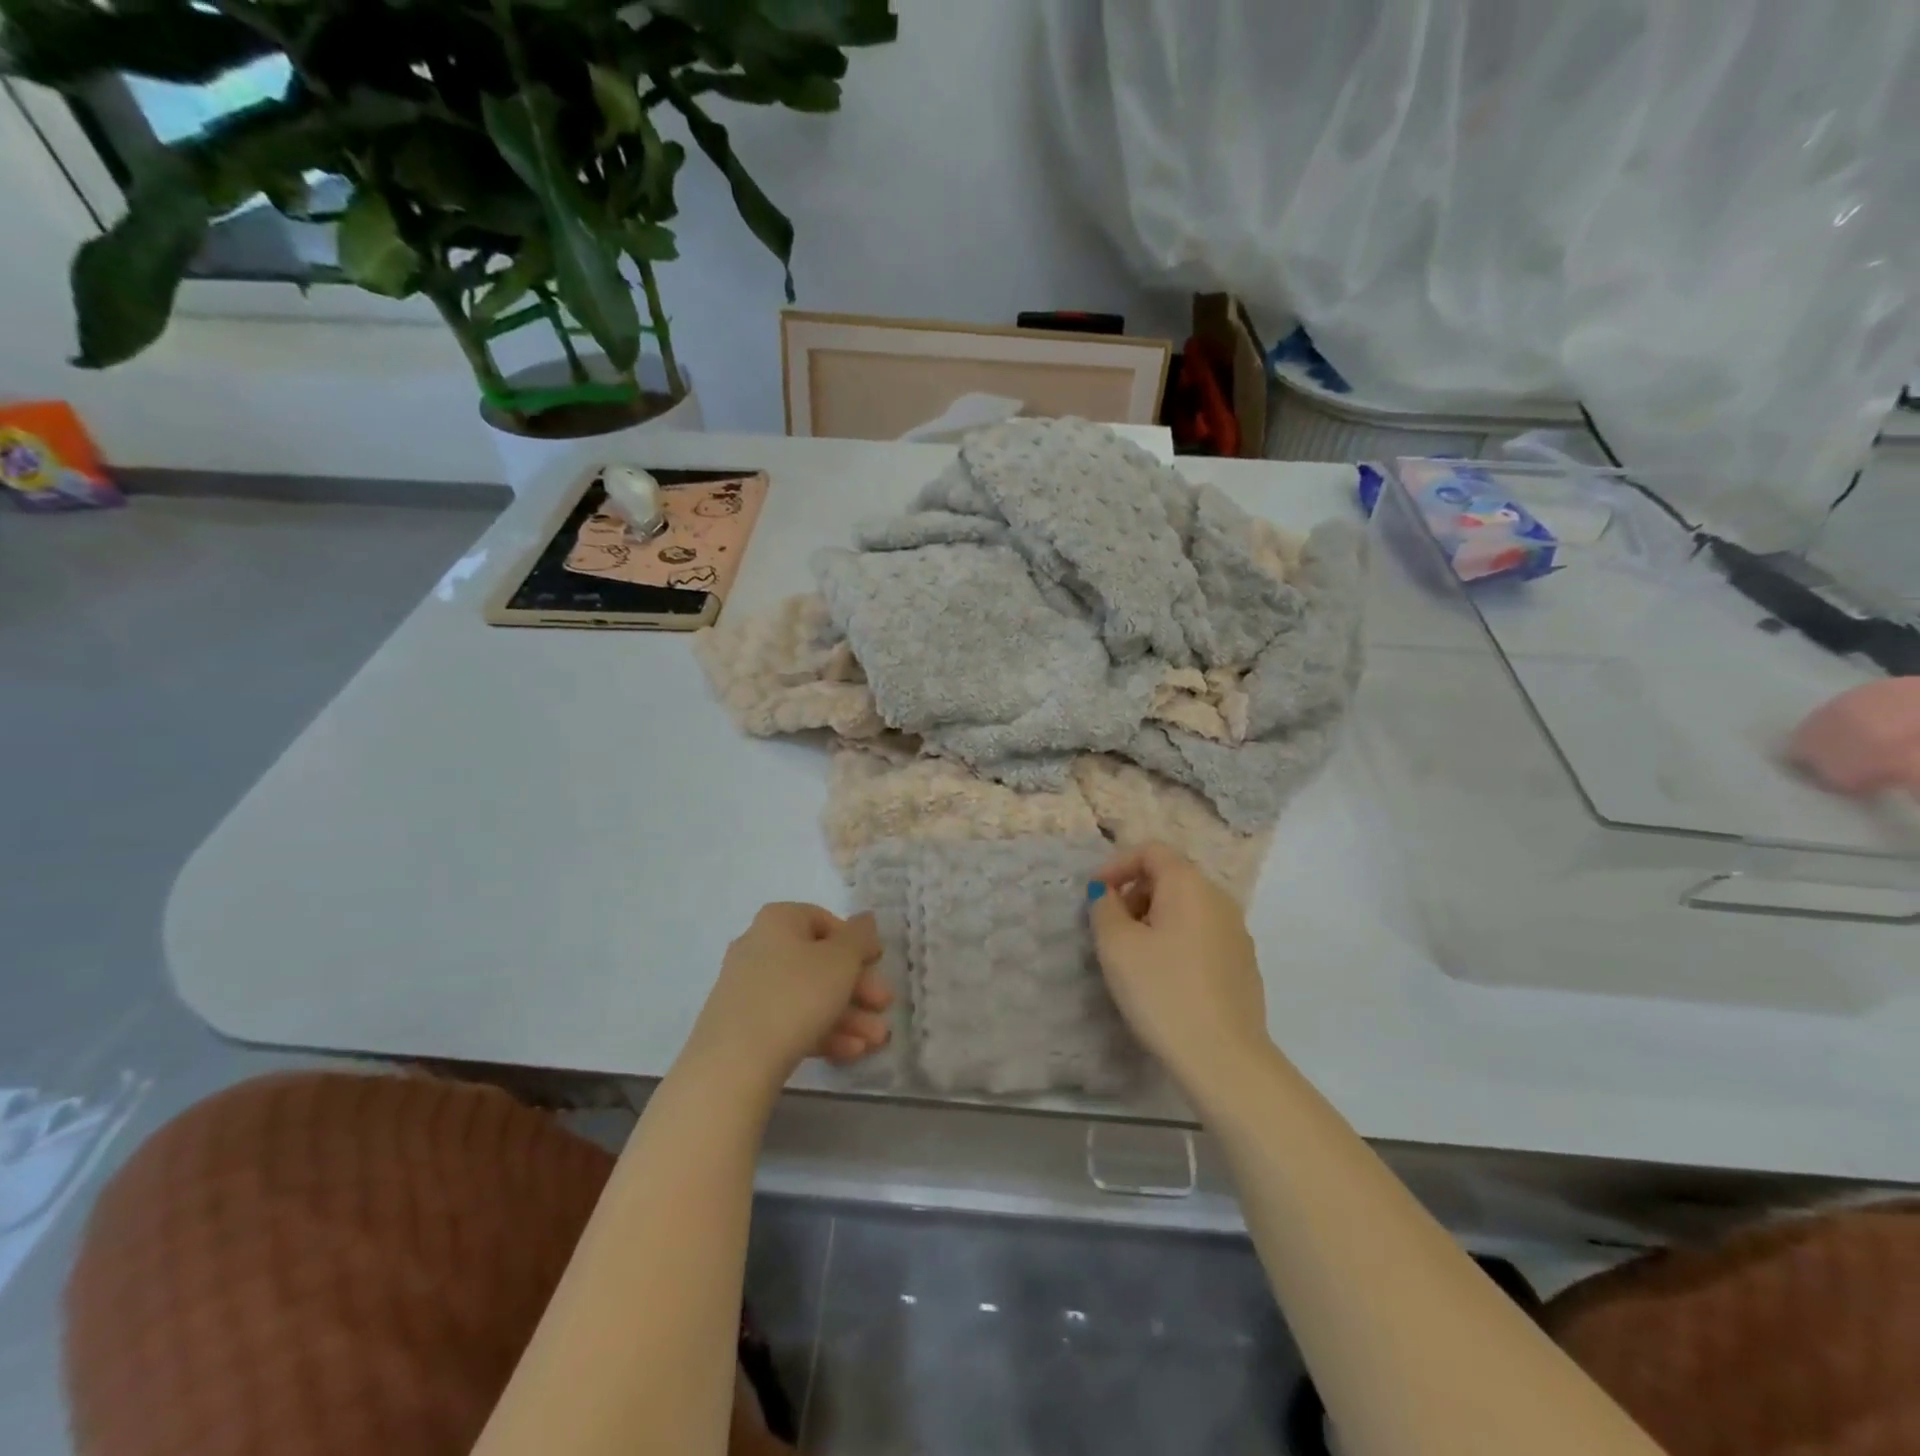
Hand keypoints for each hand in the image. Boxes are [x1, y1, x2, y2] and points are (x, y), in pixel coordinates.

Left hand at [687, 903, 891, 1085]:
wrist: (733, 1063)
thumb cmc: (796, 996)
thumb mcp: (841, 961)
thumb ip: (859, 936)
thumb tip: (865, 918)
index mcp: (778, 921)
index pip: (825, 920)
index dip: (856, 942)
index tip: (878, 963)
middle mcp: (758, 946)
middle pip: (819, 962)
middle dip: (858, 987)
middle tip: (883, 1006)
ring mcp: (747, 988)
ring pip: (808, 995)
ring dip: (847, 1015)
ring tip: (875, 1041)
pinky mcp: (743, 1026)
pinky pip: (789, 1019)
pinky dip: (821, 1031)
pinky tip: (850, 1052)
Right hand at [1089, 843, 1270, 1095]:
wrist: (1224, 1058)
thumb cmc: (1162, 991)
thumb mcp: (1116, 946)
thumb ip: (1104, 908)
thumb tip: (1109, 895)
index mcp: (1189, 885)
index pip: (1151, 851)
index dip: (1117, 865)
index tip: (1095, 895)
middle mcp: (1219, 899)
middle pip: (1171, 877)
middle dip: (1135, 893)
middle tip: (1110, 927)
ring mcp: (1237, 933)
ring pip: (1187, 908)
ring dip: (1154, 918)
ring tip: (1133, 956)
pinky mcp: (1243, 965)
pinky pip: (1202, 935)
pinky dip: (1176, 940)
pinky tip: (1164, 978)